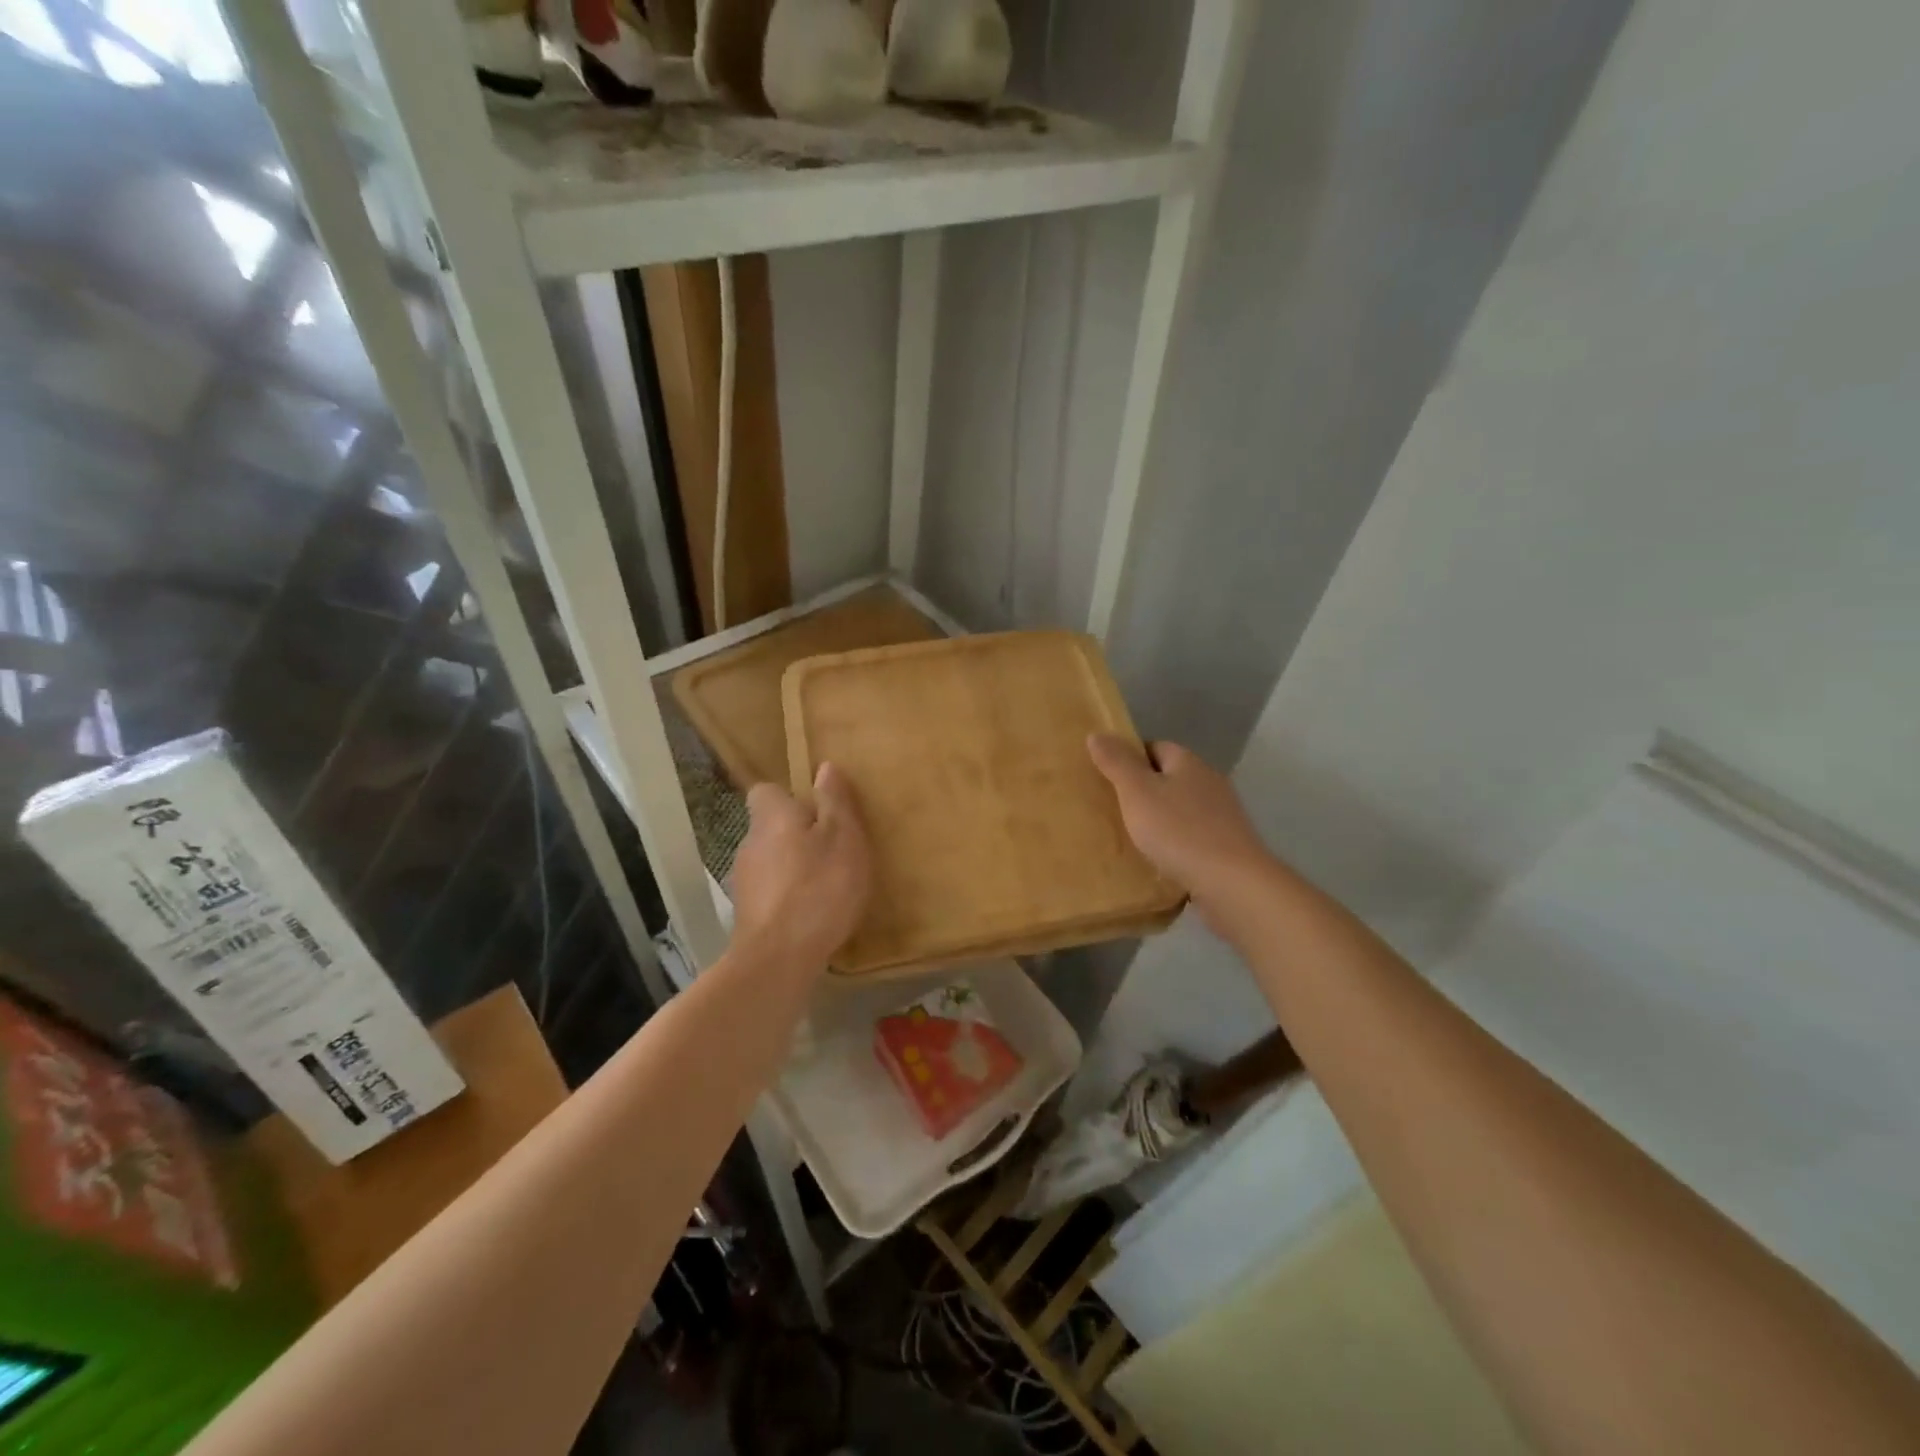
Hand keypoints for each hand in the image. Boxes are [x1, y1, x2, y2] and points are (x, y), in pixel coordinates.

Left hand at [730, 764, 871, 972]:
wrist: (779, 957)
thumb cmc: (819, 886)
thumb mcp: (843, 836)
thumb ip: (835, 801)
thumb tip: (824, 767)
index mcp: (771, 816)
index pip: (766, 791)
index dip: (790, 797)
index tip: (817, 811)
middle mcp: (749, 842)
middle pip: (770, 827)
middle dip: (797, 834)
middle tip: (833, 849)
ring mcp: (743, 881)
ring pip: (771, 861)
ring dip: (793, 867)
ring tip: (826, 884)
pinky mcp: (746, 914)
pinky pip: (770, 892)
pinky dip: (788, 896)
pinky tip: (812, 912)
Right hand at [1088, 734, 1269, 908]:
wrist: (1232, 883)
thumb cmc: (1179, 831)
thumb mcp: (1137, 792)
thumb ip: (1117, 763)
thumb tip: (1097, 733)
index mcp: (1188, 763)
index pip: (1154, 747)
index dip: (1129, 759)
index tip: (1106, 778)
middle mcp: (1209, 783)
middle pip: (1168, 778)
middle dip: (1142, 792)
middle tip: (1111, 809)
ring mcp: (1222, 816)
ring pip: (1180, 810)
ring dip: (1158, 821)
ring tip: (1129, 839)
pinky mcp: (1227, 847)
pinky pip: (1192, 838)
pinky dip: (1174, 845)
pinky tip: (1157, 861)